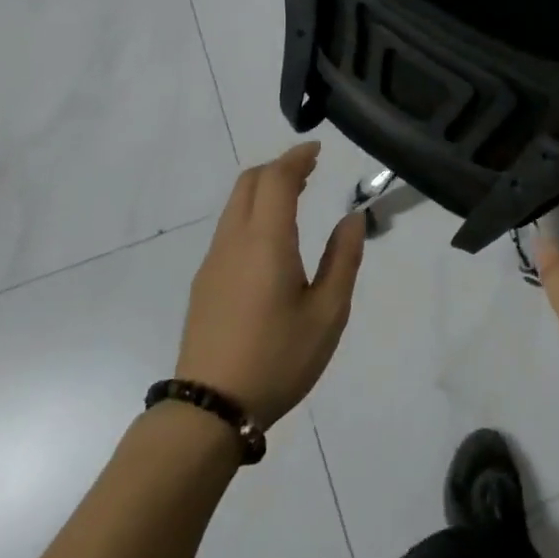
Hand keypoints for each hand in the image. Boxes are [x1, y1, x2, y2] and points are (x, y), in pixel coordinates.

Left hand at [175, 142, 366, 429]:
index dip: (296, 158)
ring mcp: (213, 260)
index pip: (276, 179)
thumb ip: (343, 259)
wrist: (211, 407)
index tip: (317, 150)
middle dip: (278, 168)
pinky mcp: (205, 281)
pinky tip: (270, 237)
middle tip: (309, 170)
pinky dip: (252, 212)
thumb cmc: (278, 357)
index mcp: (266, 241)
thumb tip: (353, 218)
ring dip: (263, 189)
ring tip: (294, 197)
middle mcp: (234, 240)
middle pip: (249, 183)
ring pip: (235, 205)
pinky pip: (229, 228)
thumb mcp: (328, 312)